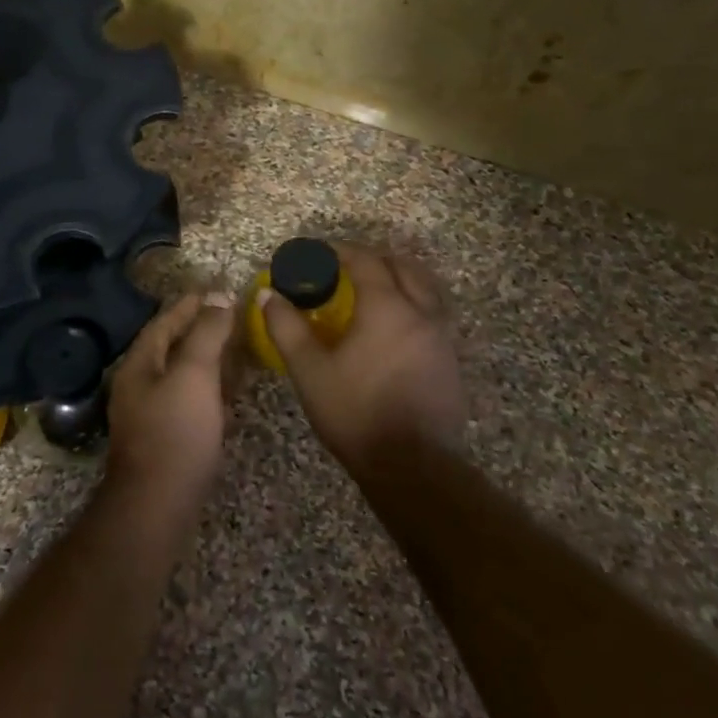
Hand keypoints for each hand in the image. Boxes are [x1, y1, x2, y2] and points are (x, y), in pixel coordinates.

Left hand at [105, 292, 234, 505]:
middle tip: (234, 317)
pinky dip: (210, 389)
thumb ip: (206, 333)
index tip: (218, 288)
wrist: (157, 506)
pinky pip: (189, 401)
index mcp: (139, 364)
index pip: (164, 321)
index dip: (191, 303)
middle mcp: (139, 384)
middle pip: (171, 346)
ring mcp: (149, 414)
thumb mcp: (194, 374)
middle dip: (201, 329)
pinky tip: (230, 393)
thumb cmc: (176, 433)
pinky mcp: (165, 439)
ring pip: (181, 375)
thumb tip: (218, 296)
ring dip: (208, 359)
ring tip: (239, 349)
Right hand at [260, 245, 466, 473]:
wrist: (412, 466)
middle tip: (344, 267)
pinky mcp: (450, 361)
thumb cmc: (355, 412)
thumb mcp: (309, 370)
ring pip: (425, 289)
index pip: (365, 261)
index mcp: (387, 308)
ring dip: (398, 278)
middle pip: (402, 267)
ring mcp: (441, 337)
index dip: (339, 251)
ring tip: (372, 290)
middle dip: (373, 259)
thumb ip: (287, 328)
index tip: (316, 252)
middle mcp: (421, 312)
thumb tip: (268, 295)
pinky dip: (412, 304)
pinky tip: (392, 327)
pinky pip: (433, 314)